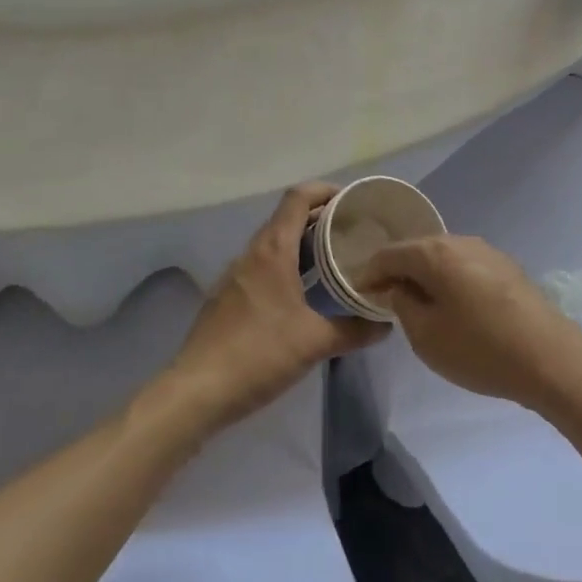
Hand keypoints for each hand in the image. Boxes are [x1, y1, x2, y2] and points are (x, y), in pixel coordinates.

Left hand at [157, 184, 388, 436]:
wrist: (197, 391)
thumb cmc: (259, 354)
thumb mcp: (315, 343)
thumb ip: (354, 330)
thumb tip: (384, 325)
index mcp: (273, 250)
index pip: (298, 198)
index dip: (325, 190)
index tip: (352, 200)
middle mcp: (252, 253)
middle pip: (288, 218)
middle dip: (321, 219)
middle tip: (354, 232)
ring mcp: (235, 275)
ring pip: (274, 244)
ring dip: (304, 244)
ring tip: (335, 259)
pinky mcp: (227, 297)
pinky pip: (263, 267)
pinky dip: (287, 266)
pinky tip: (303, 293)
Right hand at [360, 235, 581, 410]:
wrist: (550, 358)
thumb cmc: (480, 348)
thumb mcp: (426, 335)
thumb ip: (402, 305)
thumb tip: (398, 288)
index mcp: (434, 252)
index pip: (388, 253)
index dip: (369, 273)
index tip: (359, 294)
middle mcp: (460, 241)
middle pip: (417, 250)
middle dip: (398, 271)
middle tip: (385, 299)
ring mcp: (488, 252)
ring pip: (443, 257)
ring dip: (426, 276)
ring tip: (418, 304)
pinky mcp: (507, 268)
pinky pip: (465, 267)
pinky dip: (450, 280)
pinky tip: (453, 306)